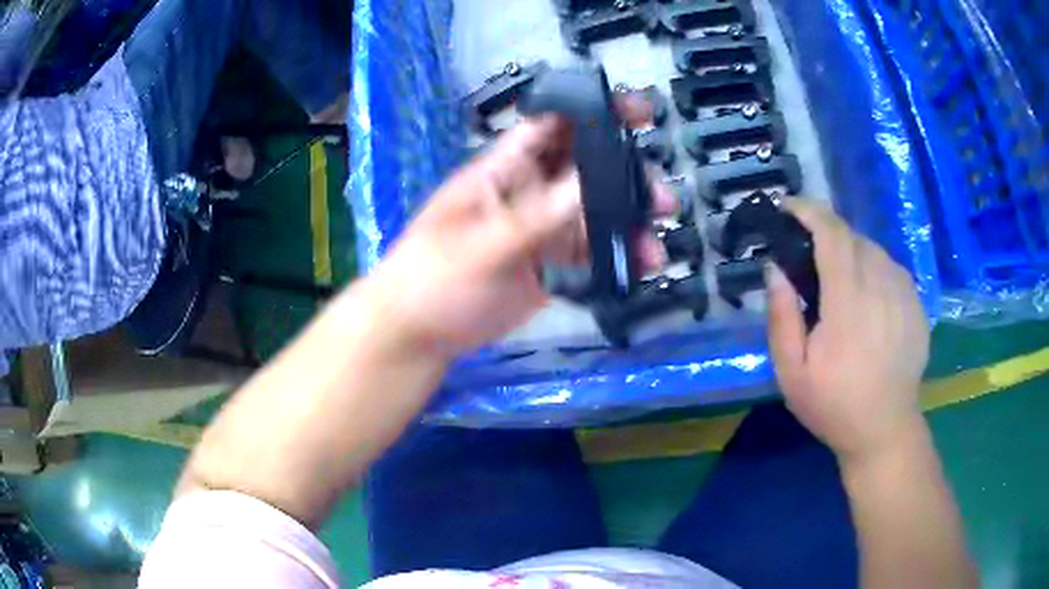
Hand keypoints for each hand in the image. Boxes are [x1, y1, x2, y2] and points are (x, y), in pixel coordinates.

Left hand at [370, 100, 675, 358]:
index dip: (592, 113)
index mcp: (504, 171)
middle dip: (626, 175)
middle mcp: (530, 193)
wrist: (417, 334)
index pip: (552, 127)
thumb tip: (588, 184)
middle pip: (586, 170)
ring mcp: (543, 231)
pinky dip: (617, 259)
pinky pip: (592, 254)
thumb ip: (534, 217)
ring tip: (654, 246)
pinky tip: (638, 268)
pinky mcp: (552, 267)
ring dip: (628, 224)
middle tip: (660, 195)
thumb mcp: (479, 245)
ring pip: (596, 215)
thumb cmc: (431, 278)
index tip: (636, 111)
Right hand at [766, 200, 929, 462]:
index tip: (789, 207)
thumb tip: (776, 268)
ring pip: (874, 250)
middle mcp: (881, 287)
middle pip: (853, 237)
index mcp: (848, 303)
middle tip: (809, 255)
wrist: (885, 429)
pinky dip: (873, 268)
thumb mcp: (791, 373)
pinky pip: (891, 268)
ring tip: (839, 279)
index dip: (809, 211)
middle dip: (827, 233)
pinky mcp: (917, 304)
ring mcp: (904, 294)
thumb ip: (782, 317)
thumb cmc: (833, 405)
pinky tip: (867, 296)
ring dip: (851, 251)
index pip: (832, 235)